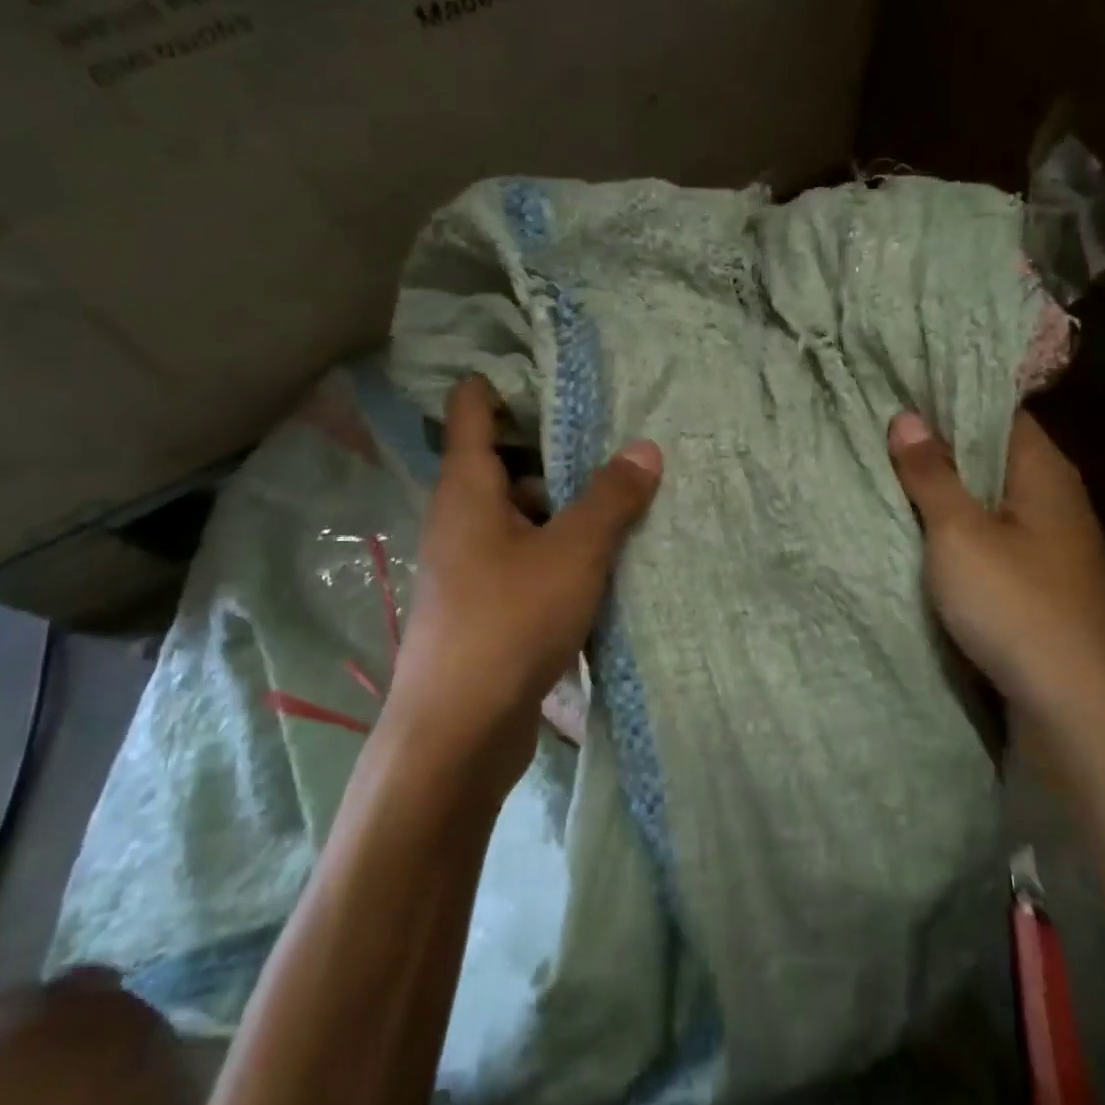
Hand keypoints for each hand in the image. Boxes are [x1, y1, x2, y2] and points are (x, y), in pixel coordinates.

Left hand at [380, 376, 661, 794]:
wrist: (458, 733)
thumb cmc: (508, 621)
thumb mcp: (572, 552)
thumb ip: (610, 498)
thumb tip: (646, 447)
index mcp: (468, 488)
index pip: (473, 409)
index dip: (504, 382)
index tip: (554, 371)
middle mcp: (463, 518)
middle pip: (507, 461)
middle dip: (557, 448)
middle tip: (616, 433)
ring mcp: (472, 564)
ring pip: (523, 514)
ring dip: (566, 505)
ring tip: (626, 493)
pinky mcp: (487, 604)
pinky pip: (528, 556)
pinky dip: (561, 548)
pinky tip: (606, 557)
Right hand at [887, 410, 1104, 733]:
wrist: (1078, 710)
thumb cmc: (1017, 606)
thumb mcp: (960, 533)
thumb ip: (932, 475)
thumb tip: (907, 417)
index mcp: (1044, 472)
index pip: (998, 411)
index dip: (950, 398)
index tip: (899, 390)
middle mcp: (1054, 500)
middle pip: (992, 456)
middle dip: (939, 445)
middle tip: (879, 430)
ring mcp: (1050, 546)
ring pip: (989, 501)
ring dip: (945, 492)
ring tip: (887, 473)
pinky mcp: (1039, 585)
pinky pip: (991, 540)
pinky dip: (956, 532)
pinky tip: (919, 533)